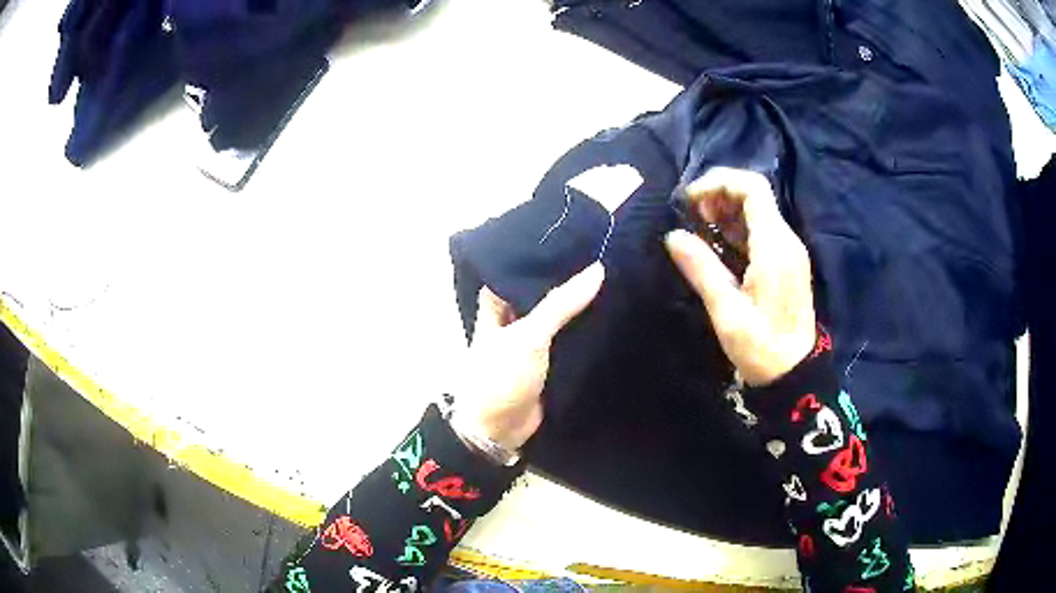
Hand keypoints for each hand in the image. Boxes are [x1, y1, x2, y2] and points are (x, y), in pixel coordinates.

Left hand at [453, 263, 604, 450]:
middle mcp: (514, 321)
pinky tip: (611, 314)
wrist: (499, 431)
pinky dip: (585, 332)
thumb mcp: (529, 335)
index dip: (539, 255)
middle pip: (541, 294)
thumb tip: (597, 270)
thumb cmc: (501, 376)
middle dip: (566, 280)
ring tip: (613, 275)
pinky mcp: (549, 364)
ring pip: (558, 318)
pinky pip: (569, 342)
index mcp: (497, 308)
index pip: (517, 271)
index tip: (570, 237)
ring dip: (579, 306)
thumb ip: (561, 304)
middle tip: (601, 254)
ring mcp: (532, 343)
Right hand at [664, 167, 815, 385]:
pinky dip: (737, 228)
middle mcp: (786, 240)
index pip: (752, 188)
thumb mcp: (727, 311)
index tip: (690, 201)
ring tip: (700, 229)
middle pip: (755, 194)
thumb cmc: (761, 346)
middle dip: (719, 195)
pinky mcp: (787, 262)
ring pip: (758, 211)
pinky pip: (762, 231)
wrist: (796, 373)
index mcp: (774, 246)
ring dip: (727, 211)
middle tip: (692, 217)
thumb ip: (702, 268)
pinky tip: (718, 245)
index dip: (719, 182)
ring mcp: (789, 251)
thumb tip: (673, 236)